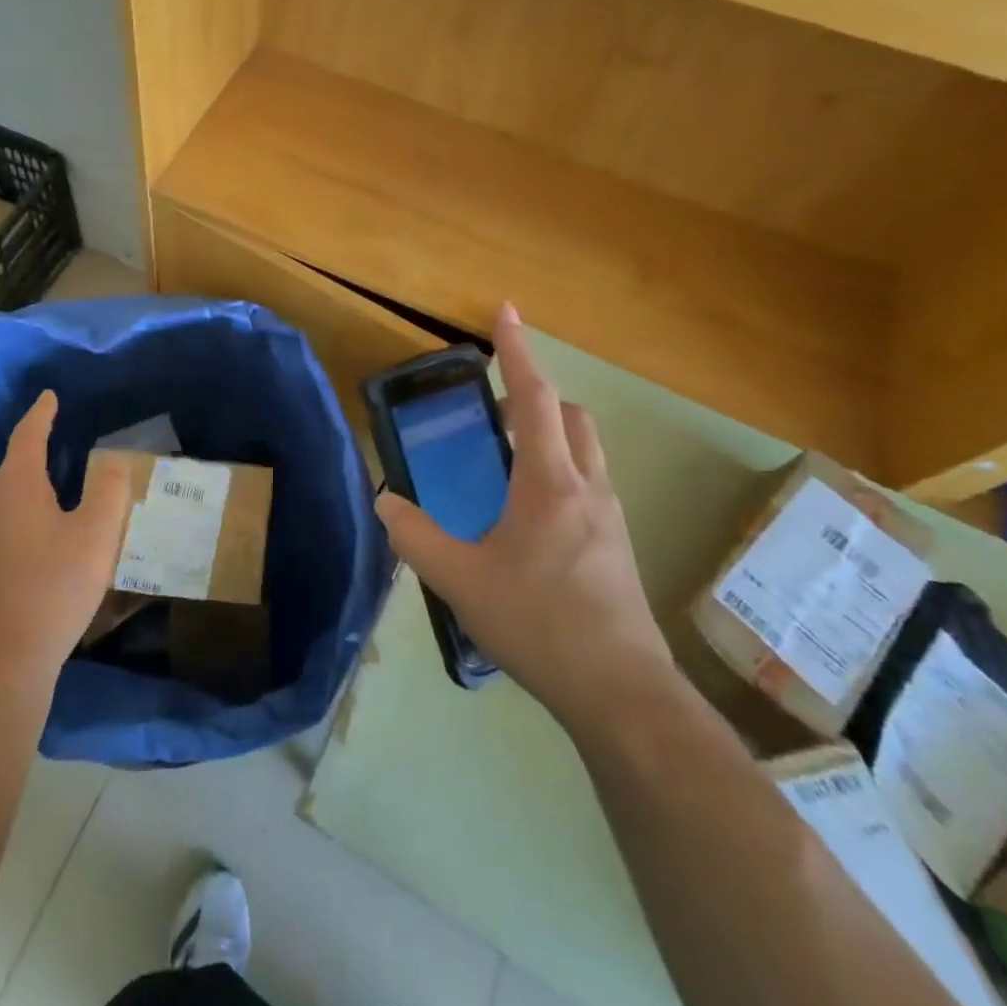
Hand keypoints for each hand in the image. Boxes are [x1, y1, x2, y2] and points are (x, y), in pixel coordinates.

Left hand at [0, 391, 131, 682]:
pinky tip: (49, 520)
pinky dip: (29, 503)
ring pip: (11, 491)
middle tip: (65, 431)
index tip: (51, 396)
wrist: (8, 655)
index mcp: (15, 486)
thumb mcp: (96, 533)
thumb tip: (112, 461)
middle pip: (15, 462)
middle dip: (38, 444)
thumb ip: (109, 489)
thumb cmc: (55, 584)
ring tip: (63, 473)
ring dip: (34, 477)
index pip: (27, 436)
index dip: (42, 414)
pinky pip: (9, 514)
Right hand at [375, 303, 675, 727]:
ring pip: (585, 449)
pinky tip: (530, 512)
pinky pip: (589, 481)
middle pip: (570, 415)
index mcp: (549, 482)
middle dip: (536, 394)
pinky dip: (561, 468)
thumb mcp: (460, 580)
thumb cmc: (538, 623)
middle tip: (495, 404)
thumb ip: (414, 536)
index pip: (534, 397)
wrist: (622, 694)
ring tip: (508, 456)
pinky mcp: (617, 546)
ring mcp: (609, 517)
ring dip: (552, 432)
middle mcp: (586, 487)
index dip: (517, 351)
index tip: (506, 311)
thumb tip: (384, 501)